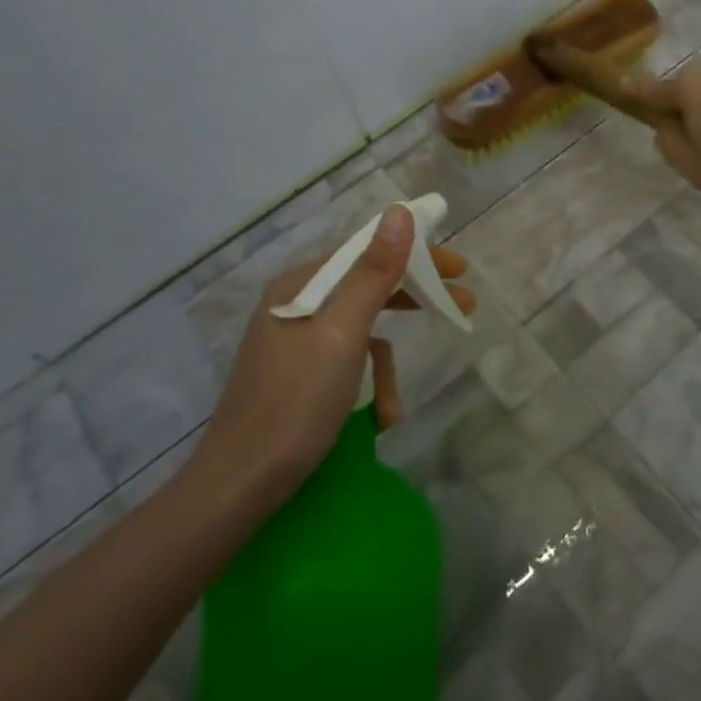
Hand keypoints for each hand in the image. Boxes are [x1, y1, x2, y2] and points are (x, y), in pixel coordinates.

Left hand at [184, 204, 474, 518]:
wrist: (238, 487)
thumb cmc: (294, 404)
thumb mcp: (343, 334)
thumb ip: (374, 273)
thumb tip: (400, 212)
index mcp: (300, 286)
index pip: (366, 252)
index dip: (415, 255)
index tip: (458, 267)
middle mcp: (295, 305)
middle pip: (366, 287)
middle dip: (413, 300)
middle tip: (462, 305)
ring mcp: (295, 342)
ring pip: (360, 331)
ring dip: (386, 364)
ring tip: (397, 404)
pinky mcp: (298, 375)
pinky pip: (346, 362)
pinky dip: (367, 386)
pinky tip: (378, 419)